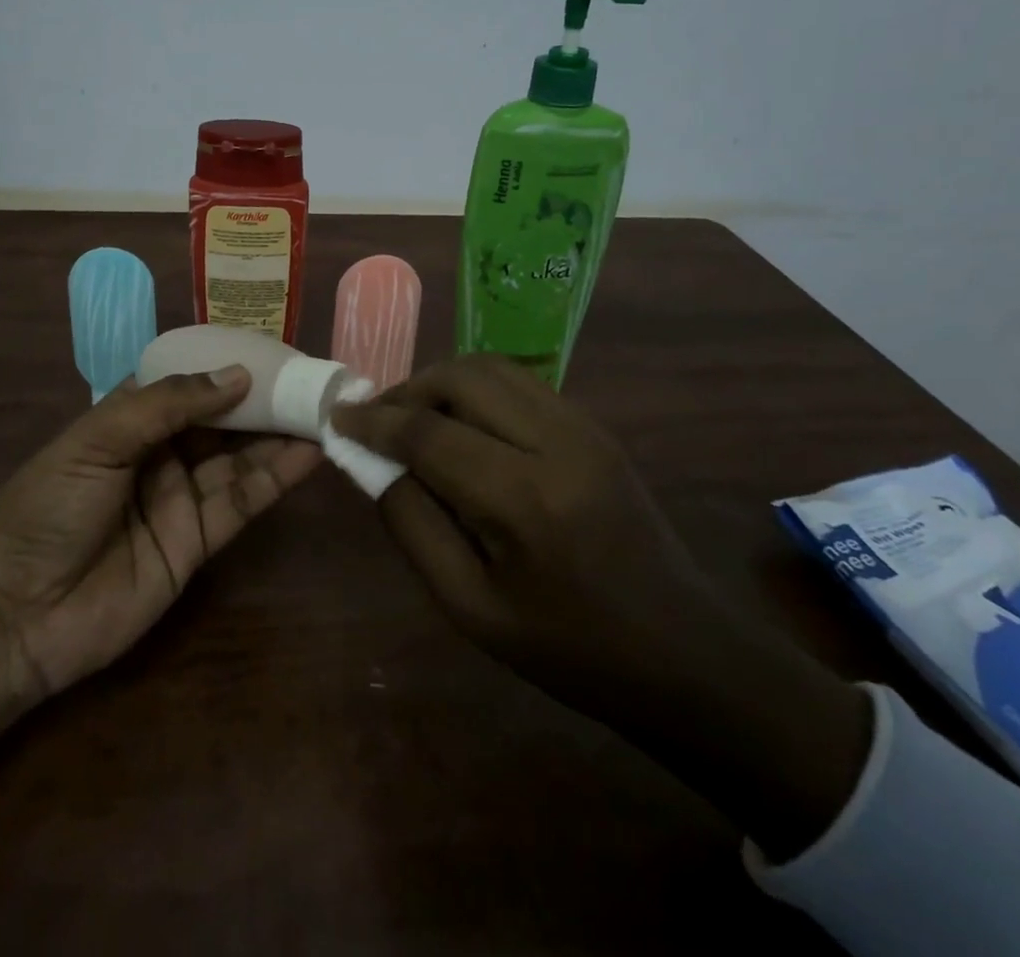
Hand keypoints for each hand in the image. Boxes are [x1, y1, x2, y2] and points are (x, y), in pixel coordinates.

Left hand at [0, 366, 323, 702]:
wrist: (14, 617)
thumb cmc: (47, 507)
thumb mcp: (98, 440)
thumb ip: (169, 404)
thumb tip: (238, 374)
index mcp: (128, 418)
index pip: (187, 381)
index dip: (226, 364)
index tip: (273, 347)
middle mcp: (160, 452)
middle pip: (221, 419)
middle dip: (263, 398)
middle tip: (312, 377)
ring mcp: (181, 497)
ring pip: (240, 457)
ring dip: (280, 434)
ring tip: (323, 407)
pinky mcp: (198, 542)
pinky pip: (243, 501)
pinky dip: (277, 477)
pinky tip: (310, 452)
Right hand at [331, 354, 871, 859]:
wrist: (682, 650)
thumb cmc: (569, 648)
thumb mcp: (470, 607)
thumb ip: (412, 526)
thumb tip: (375, 464)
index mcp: (524, 500)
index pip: (428, 433)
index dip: (374, 420)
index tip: (337, 417)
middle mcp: (556, 443)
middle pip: (461, 378)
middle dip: (406, 390)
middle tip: (376, 420)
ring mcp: (583, 426)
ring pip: (491, 369)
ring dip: (440, 383)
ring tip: (413, 417)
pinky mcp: (594, 425)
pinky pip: (519, 383)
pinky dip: (476, 390)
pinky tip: (461, 425)